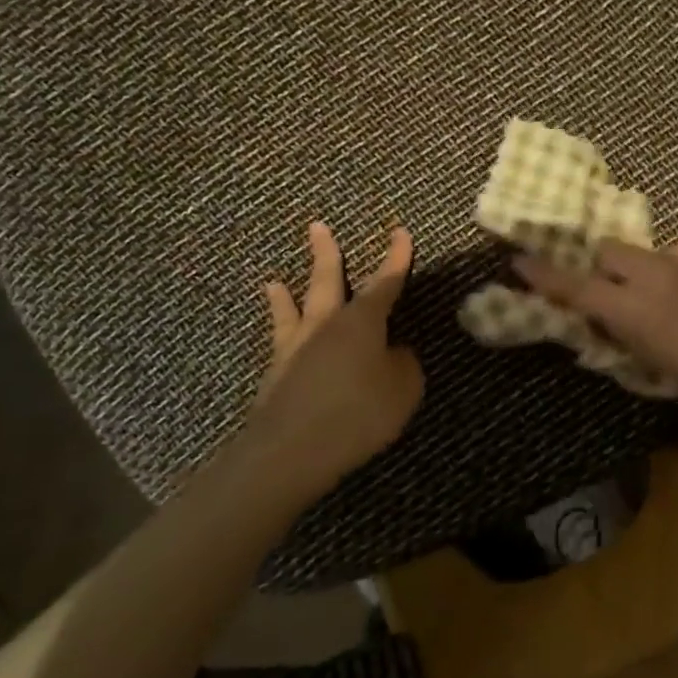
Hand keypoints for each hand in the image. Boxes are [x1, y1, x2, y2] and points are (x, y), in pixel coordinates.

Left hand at [234, 221, 422, 504]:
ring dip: (285, 295)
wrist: (292, 449)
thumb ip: (404, 364)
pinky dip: (280, 335)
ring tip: (273, 282)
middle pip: (328, 281)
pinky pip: (281, 344)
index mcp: (362, 322)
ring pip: (293, 311)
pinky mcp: (277, 376)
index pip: (385, 283)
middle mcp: (326, 325)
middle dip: (326, 254)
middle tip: (316, 228)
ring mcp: (296, 348)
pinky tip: (281, 341)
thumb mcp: (403, 389)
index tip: (400, 232)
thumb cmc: (358, 413)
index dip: (396, 259)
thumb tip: (395, 353)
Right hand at [513, 240, 677, 426]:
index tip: (518, 260)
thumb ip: (621, 334)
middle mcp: (655, 272)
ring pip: (651, 254)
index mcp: (636, 309)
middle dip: (606, 268)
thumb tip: (601, 316)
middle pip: (609, 251)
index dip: (544, 275)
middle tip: (622, 293)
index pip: (577, 287)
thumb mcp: (654, 365)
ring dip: (652, 273)